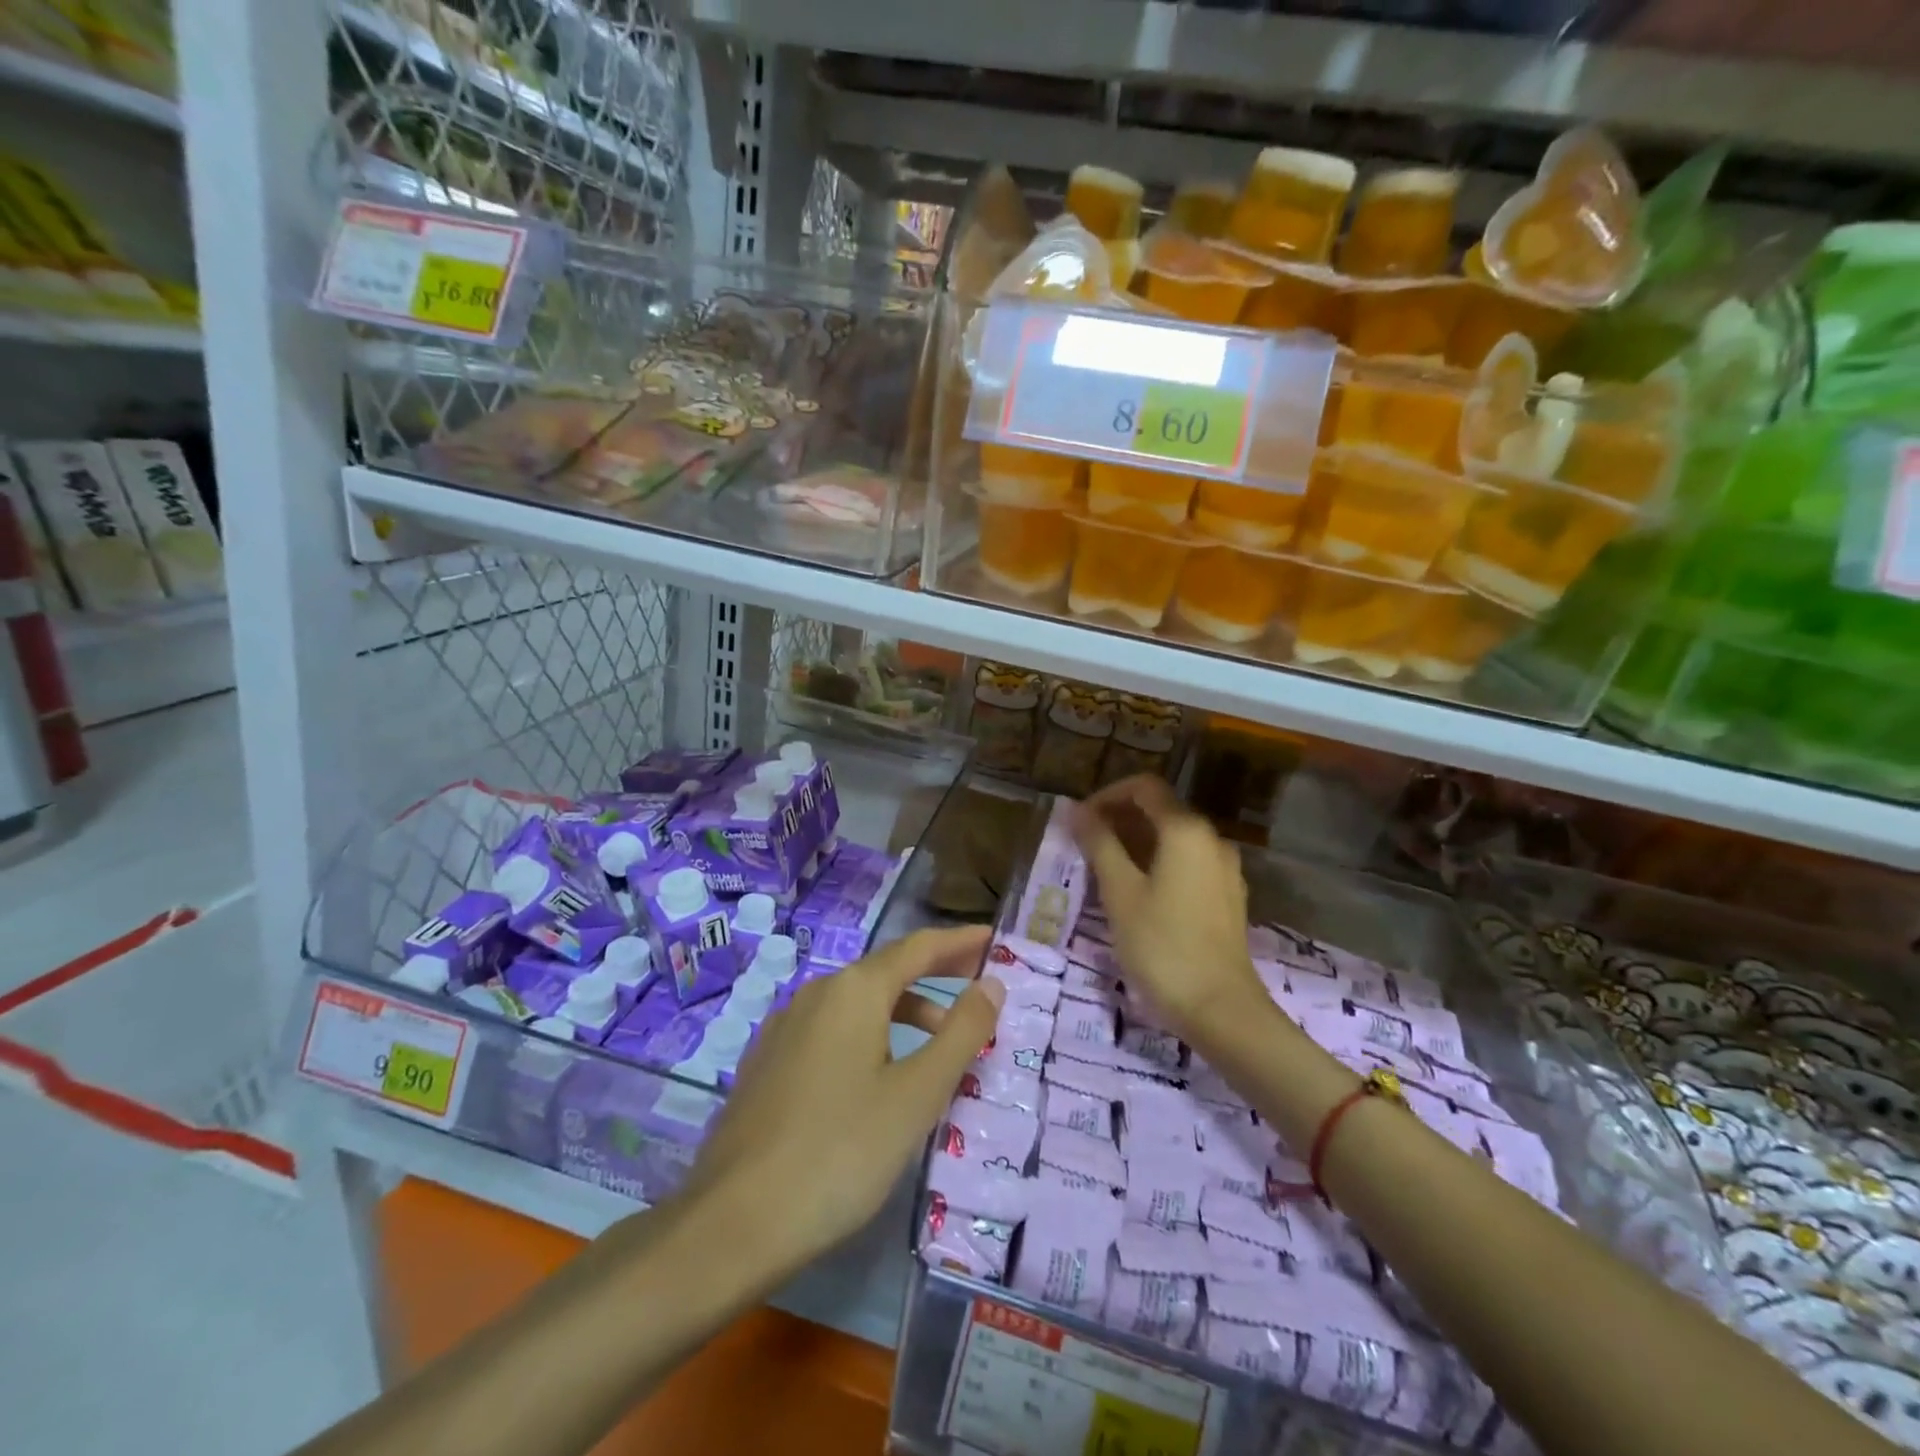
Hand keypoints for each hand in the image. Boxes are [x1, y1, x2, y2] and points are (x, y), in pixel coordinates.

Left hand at [681, 926, 1001, 1279]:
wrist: (732, 1223)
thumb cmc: (840, 1152)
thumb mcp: (917, 1094)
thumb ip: (961, 1034)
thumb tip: (991, 983)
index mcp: (854, 990)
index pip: (919, 947)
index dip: (959, 942)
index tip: (993, 938)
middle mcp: (817, 994)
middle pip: (887, 970)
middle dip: (935, 974)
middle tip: (978, 985)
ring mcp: (785, 1028)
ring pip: (858, 1004)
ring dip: (905, 1011)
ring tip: (940, 1045)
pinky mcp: (768, 1063)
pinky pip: (832, 1031)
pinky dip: (870, 1035)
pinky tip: (878, 1074)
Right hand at [1072, 775, 1265, 1052]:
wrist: (1220, 1008)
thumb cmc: (1162, 945)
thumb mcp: (1120, 892)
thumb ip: (1099, 844)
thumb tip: (1077, 811)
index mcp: (1186, 830)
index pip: (1144, 787)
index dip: (1107, 795)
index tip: (1080, 820)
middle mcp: (1211, 839)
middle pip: (1161, 810)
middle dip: (1120, 819)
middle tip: (1085, 845)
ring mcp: (1225, 868)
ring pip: (1174, 838)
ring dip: (1137, 843)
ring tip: (1104, 870)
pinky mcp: (1227, 895)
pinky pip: (1188, 862)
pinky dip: (1159, 863)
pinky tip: (1137, 892)